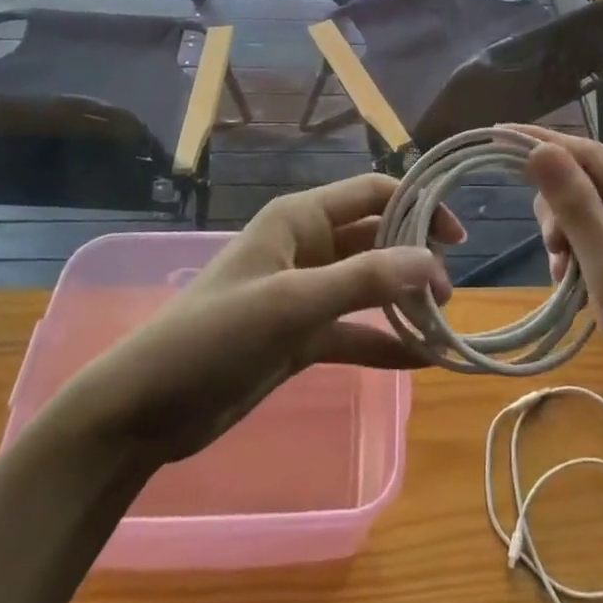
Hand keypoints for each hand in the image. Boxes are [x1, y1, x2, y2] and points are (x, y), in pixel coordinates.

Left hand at [49, 174, 462, 462]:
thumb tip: (433, 263)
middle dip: (414, 258)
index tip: (456, 237)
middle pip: (374, 239)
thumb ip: (364, 280)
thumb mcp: (292, 303)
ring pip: (367, 286)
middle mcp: (306, 247)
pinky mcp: (298, 337)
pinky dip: (383, 343)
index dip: (417, 205)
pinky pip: (352, 331)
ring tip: (444, 322)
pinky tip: (421, 361)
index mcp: (300, 219)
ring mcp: (302, 293)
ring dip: (402, 301)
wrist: (145, 409)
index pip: (372, 193)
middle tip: (451, 291)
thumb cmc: (215, 335)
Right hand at [516, 127, 602, 459]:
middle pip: (591, 182)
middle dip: (560, 211)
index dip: (541, 145)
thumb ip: (576, 208)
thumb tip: (540, 149)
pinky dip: (586, 258)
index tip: (494, 136)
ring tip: (566, 283)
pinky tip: (577, 291)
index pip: (590, 154)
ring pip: (595, 214)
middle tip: (555, 258)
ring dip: (571, 240)